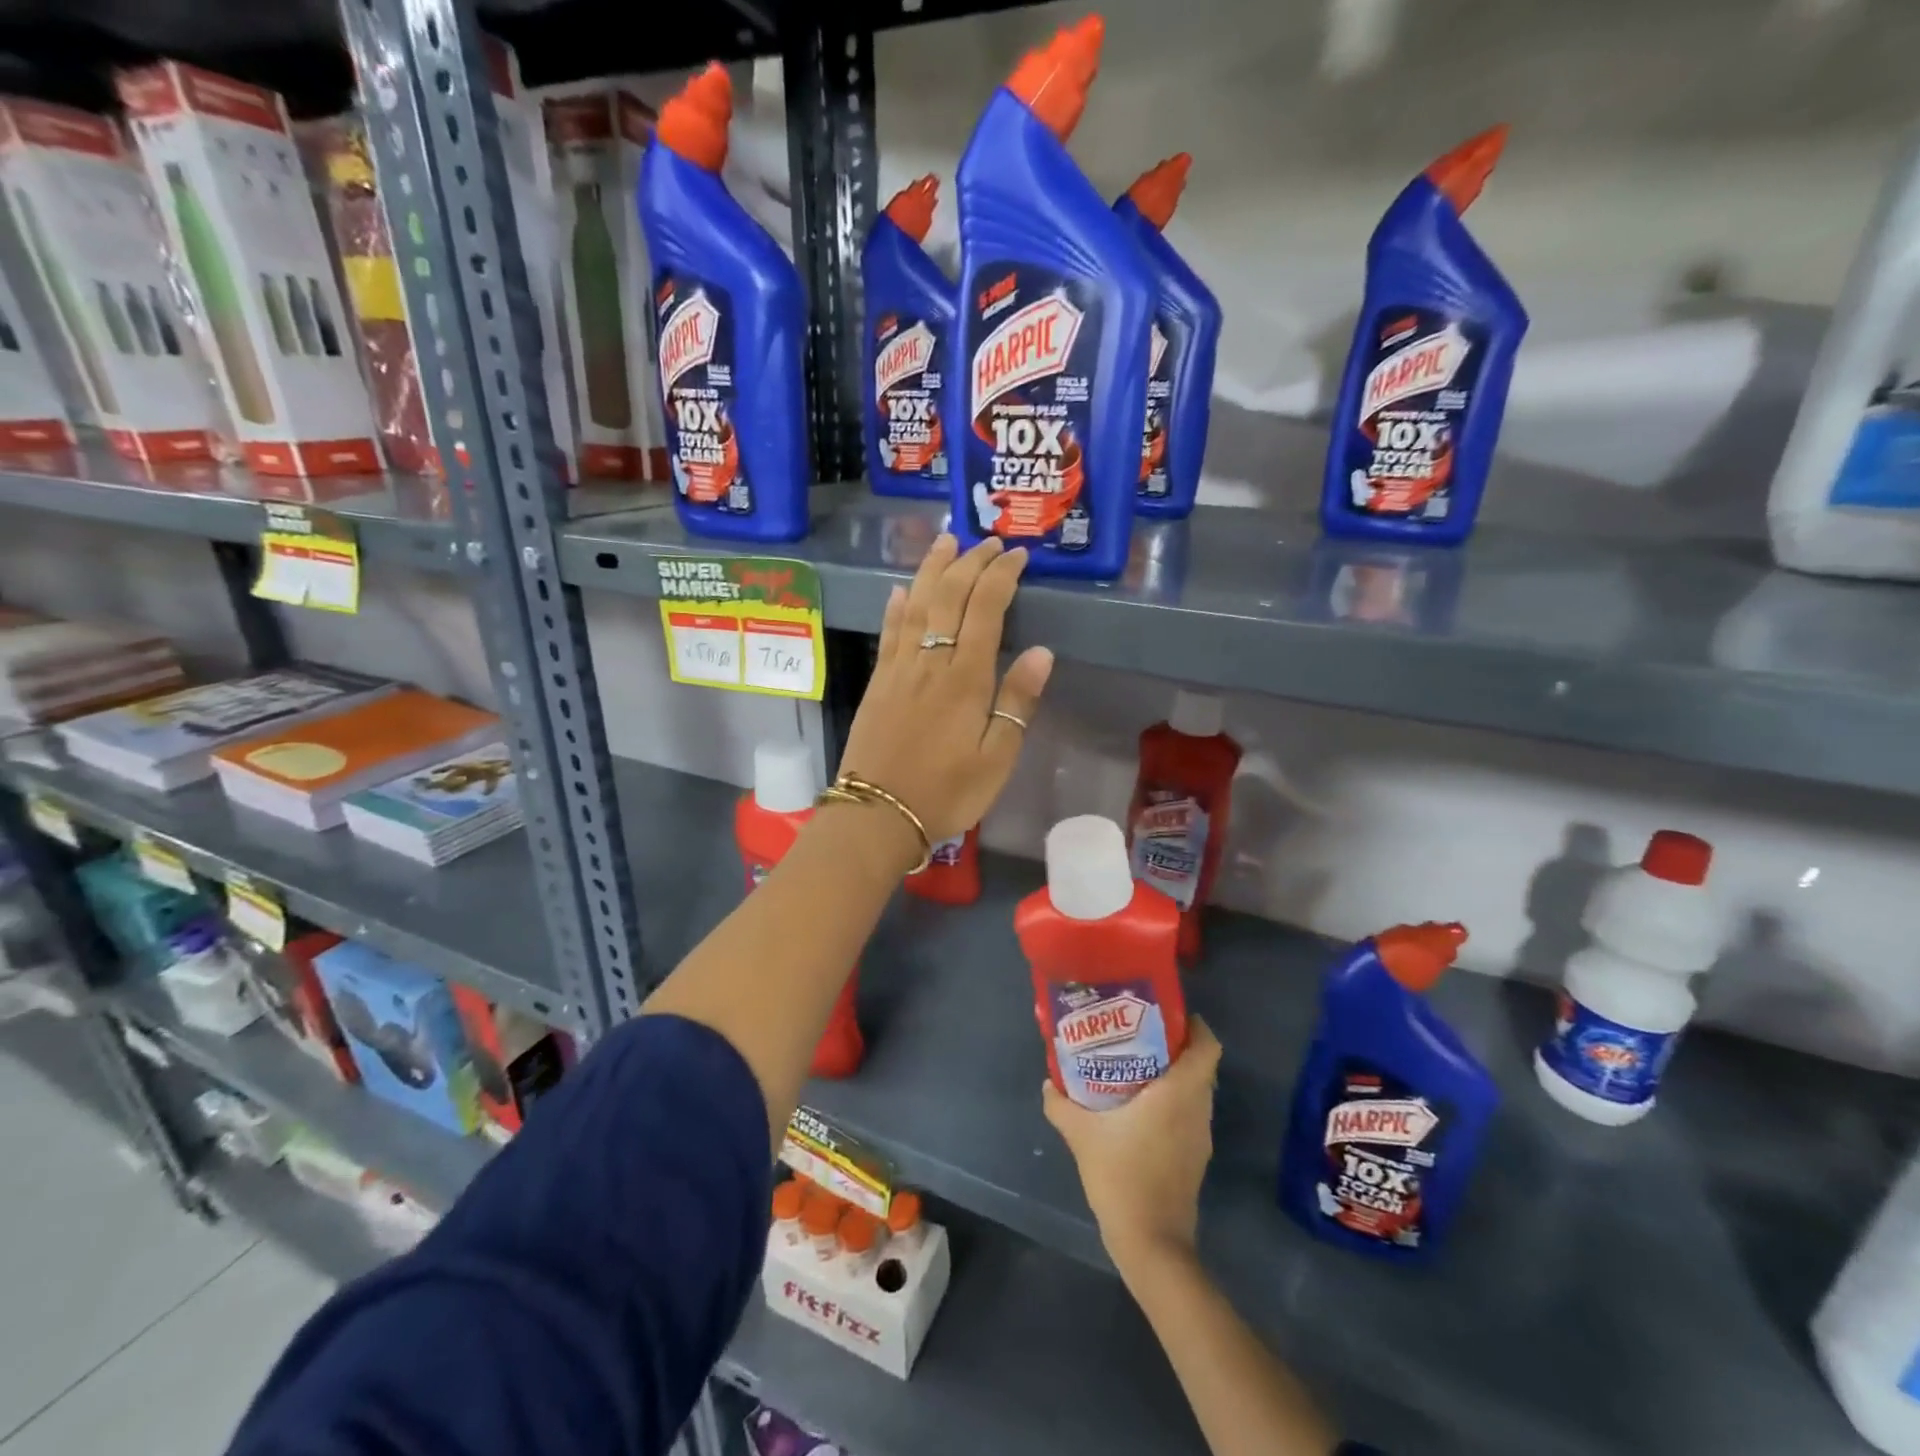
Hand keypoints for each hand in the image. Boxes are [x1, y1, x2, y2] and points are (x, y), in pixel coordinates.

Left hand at [838, 534, 1053, 844]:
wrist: (878, 815)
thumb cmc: (946, 792)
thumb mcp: (996, 758)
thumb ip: (1017, 703)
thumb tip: (1042, 652)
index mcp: (965, 679)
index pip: (986, 610)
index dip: (1002, 577)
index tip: (1018, 555)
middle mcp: (930, 662)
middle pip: (949, 597)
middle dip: (971, 563)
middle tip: (989, 541)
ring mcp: (898, 669)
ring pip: (915, 604)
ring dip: (931, 570)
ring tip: (945, 541)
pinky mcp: (877, 682)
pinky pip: (888, 632)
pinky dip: (896, 606)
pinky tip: (900, 590)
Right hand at [1043, 1018, 1222, 1274]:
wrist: (1151, 1243)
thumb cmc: (1122, 1176)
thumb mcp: (1081, 1135)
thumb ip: (1061, 1104)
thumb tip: (1048, 1083)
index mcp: (1179, 1093)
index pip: (1207, 1046)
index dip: (1194, 1025)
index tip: (1167, 1014)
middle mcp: (1197, 1109)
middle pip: (1200, 1065)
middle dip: (1174, 1046)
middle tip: (1139, 1034)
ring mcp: (1200, 1136)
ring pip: (1195, 1091)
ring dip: (1172, 1075)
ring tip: (1134, 1066)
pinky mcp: (1195, 1157)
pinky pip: (1188, 1114)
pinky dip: (1171, 1102)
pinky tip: (1139, 1108)